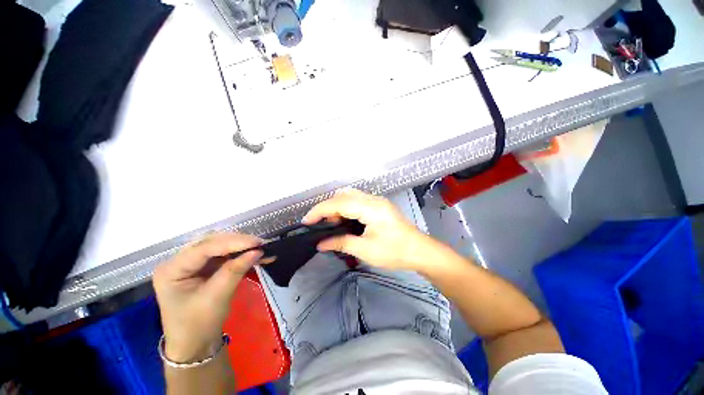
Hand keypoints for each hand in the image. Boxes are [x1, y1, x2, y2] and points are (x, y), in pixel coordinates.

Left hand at [153, 233, 262, 362]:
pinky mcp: (205, 268)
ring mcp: (192, 264)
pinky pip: (225, 255)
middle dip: (238, 242)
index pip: (204, 248)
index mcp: (172, 269)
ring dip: (242, 247)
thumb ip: (235, 271)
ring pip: (221, 246)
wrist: (195, 346)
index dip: (232, 242)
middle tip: (261, 244)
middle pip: (212, 243)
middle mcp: (180, 261)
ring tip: (261, 248)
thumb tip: (258, 251)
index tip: (257, 243)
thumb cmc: (198, 326)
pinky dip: (241, 255)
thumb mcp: (216, 298)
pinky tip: (255, 255)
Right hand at [303, 189, 439, 271]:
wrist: (420, 251)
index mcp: (370, 207)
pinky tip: (345, 221)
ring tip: (332, 224)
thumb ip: (341, 243)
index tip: (306, 221)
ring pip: (350, 196)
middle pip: (343, 195)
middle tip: (321, 224)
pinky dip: (346, 208)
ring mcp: (377, 201)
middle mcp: (373, 199)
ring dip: (337, 207)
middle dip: (328, 207)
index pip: (338, 203)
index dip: (320, 210)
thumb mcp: (365, 250)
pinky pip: (357, 201)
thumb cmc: (394, 252)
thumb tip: (320, 244)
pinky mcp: (379, 206)